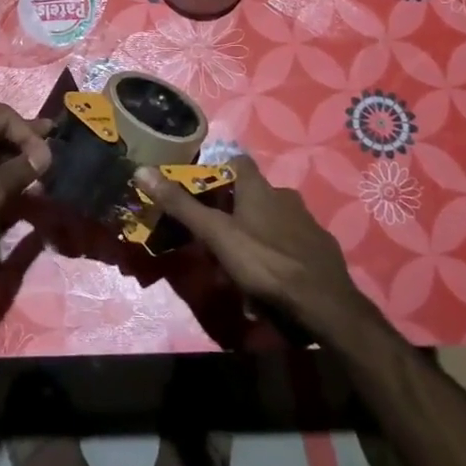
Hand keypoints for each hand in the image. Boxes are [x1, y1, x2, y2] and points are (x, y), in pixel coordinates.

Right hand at [132, 157, 376, 339]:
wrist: (324, 303)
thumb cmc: (265, 262)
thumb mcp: (216, 235)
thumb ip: (181, 205)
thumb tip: (141, 170)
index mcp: (260, 189)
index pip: (238, 162)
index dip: (221, 169)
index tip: (203, 187)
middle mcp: (286, 197)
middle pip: (255, 194)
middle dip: (235, 210)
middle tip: (215, 236)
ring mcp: (307, 223)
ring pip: (274, 220)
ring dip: (256, 234)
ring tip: (239, 263)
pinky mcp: (322, 249)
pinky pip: (292, 244)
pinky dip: (278, 254)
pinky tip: (270, 279)